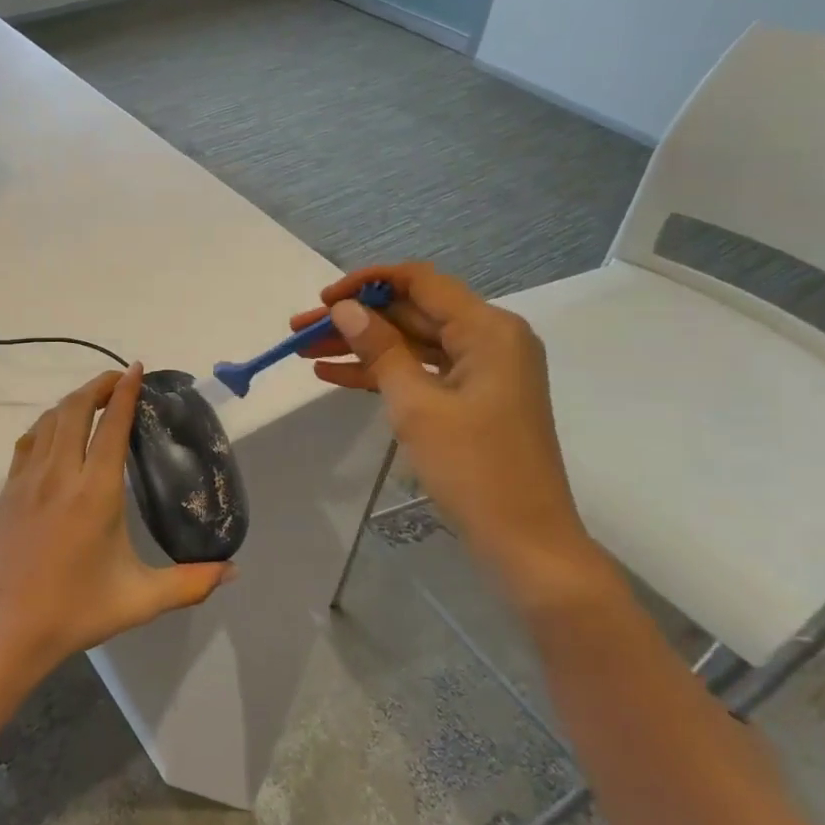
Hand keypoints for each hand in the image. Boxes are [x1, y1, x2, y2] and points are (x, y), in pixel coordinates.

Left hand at [0, 365, 234, 683]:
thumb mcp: (140, 600)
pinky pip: (28, 442)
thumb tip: (234, 571)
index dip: (126, 392)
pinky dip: (46, 425)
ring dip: (72, 402)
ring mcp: (27, 480)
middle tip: (119, 381)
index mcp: (95, 492)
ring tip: (93, 401)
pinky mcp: (7, 492)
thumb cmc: (76, 612)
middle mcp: (59, 475)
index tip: (137, 369)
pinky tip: (55, 433)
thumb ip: (191, 583)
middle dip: (98, 386)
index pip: (112, 426)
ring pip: (49, 421)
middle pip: (76, 409)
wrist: (6, 631)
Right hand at [292, 263, 593, 589]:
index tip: (323, 301)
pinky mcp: (472, 400)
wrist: (525, 542)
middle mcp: (489, 339)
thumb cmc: (473, 468)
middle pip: (412, 313)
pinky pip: (421, 373)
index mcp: (488, 330)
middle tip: (299, 331)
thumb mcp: (416, 405)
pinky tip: (333, 376)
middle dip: (355, 320)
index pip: (420, 281)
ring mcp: (482, 371)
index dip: (367, 283)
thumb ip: (379, 349)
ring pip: (412, 344)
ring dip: (361, 347)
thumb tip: (346, 309)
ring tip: (305, 353)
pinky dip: (381, 374)